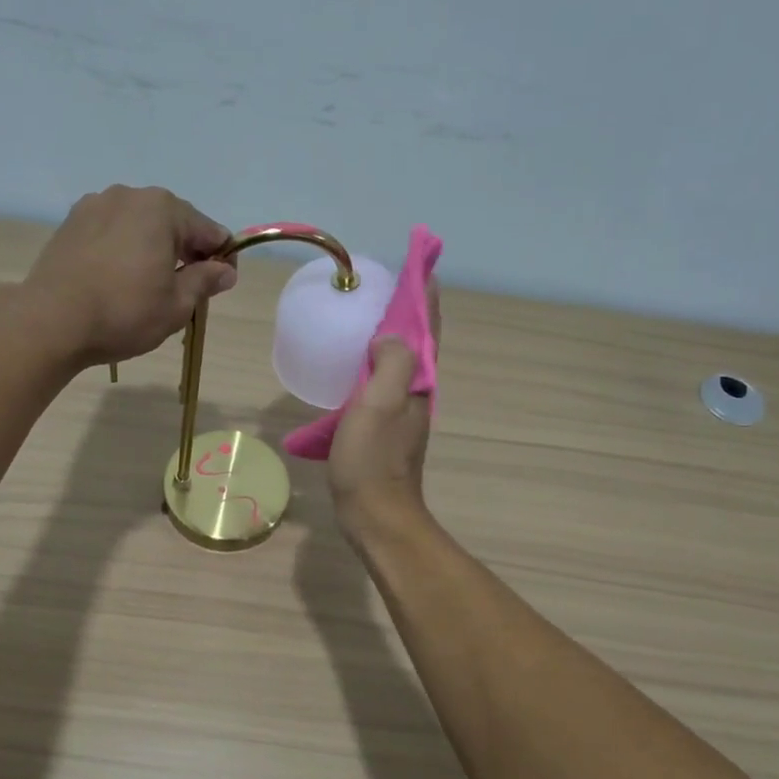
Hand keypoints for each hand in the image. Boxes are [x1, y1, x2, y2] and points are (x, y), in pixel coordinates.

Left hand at [20, 185, 238, 365]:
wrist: (51, 321)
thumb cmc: (124, 313)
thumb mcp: (176, 305)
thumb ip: (205, 281)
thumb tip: (224, 270)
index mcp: (163, 209)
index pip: (209, 231)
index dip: (221, 259)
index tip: (222, 285)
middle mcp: (130, 195)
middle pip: (173, 222)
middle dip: (187, 251)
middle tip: (188, 289)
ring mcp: (95, 205)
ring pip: (140, 225)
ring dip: (153, 249)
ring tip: (150, 286)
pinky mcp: (71, 223)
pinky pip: (112, 232)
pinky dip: (124, 250)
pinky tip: (119, 279)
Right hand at [327, 286, 439, 534]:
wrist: (375, 515)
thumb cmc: (373, 459)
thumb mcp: (380, 403)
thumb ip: (392, 363)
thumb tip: (389, 337)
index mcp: (418, 384)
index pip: (427, 329)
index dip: (425, 296)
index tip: (422, 262)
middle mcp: (417, 395)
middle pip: (416, 344)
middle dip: (409, 312)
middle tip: (386, 285)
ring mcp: (402, 415)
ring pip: (398, 366)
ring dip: (389, 339)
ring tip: (366, 319)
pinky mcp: (384, 431)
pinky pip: (380, 386)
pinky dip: (371, 368)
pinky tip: (351, 370)